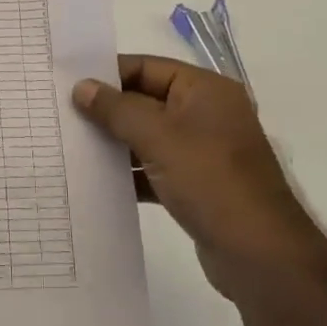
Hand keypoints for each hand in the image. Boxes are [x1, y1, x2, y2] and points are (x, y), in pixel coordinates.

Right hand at [73, 56, 315, 296]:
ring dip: (117, 141)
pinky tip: (100, 180)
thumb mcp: (158, 136)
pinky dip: (132, 171)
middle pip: (146, 100)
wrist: (262, 258)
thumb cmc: (210, 180)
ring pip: (149, 135)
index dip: (108, 74)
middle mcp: (207, 113)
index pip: (146, 67)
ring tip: (74, 145)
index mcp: (205, 89)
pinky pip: (156, 167)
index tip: (69, 83)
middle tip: (64, 114)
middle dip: (108, 109)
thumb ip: (116, 109)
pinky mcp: (199, 186)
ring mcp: (204, 151)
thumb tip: (82, 88)